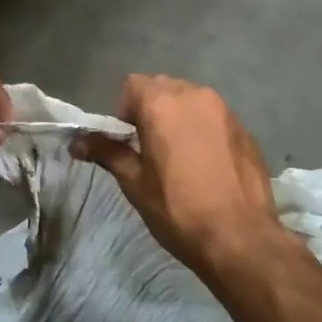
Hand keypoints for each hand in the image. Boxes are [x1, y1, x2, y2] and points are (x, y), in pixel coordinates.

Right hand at [72, 74, 282, 276]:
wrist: (239, 237)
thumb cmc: (177, 209)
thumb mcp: (135, 182)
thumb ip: (107, 152)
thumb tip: (76, 142)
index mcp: (163, 103)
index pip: (133, 84)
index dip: (125, 109)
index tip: (128, 140)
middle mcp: (196, 96)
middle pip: (164, 87)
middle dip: (152, 109)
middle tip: (150, 148)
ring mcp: (226, 110)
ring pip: (193, 100)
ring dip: (180, 117)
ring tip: (181, 156)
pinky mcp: (246, 129)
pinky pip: (216, 118)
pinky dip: (206, 130)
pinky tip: (208, 165)